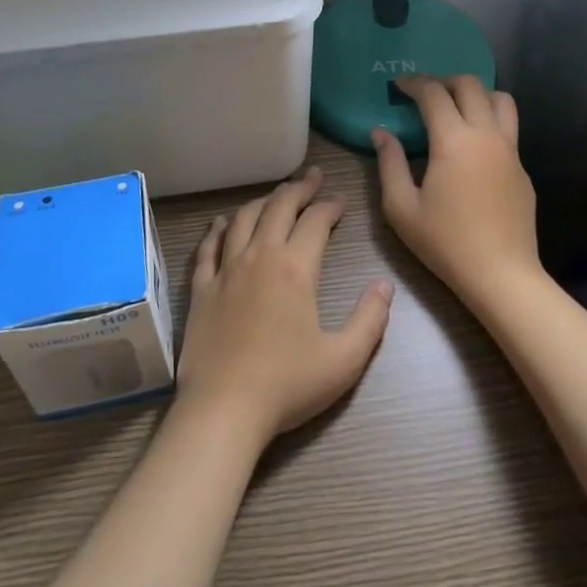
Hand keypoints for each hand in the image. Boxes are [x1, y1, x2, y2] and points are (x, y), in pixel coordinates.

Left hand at [175, 167, 393, 449]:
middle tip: (313, 177)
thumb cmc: (287, 385)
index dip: (331, 205)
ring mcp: (226, 269)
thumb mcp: (344, 360)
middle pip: (279, 207)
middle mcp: (259, 255)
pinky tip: (224, 222)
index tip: (341, 200)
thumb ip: (370, 319)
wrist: (223, 409)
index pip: (316, 221)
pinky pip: (209, 246)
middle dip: (300, 188)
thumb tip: (385, 285)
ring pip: (245, 218)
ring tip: (277, 195)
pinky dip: (219, 228)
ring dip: (264, 201)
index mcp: (295, 267)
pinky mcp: (202, 287)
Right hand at [372, 75, 541, 311]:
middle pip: (470, 85)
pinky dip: (489, 122)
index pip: (434, 93)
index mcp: (454, 140)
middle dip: (444, 80)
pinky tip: (472, 148)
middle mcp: (486, 135)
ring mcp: (510, 151)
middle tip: (424, 93)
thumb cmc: (446, 243)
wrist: (502, 275)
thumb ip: (389, 164)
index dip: (413, 83)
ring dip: (476, 94)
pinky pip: (508, 129)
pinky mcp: (523, 169)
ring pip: (500, 100)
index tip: (398, 86)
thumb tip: (381, 133)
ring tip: (455, 108)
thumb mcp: (402, 207)